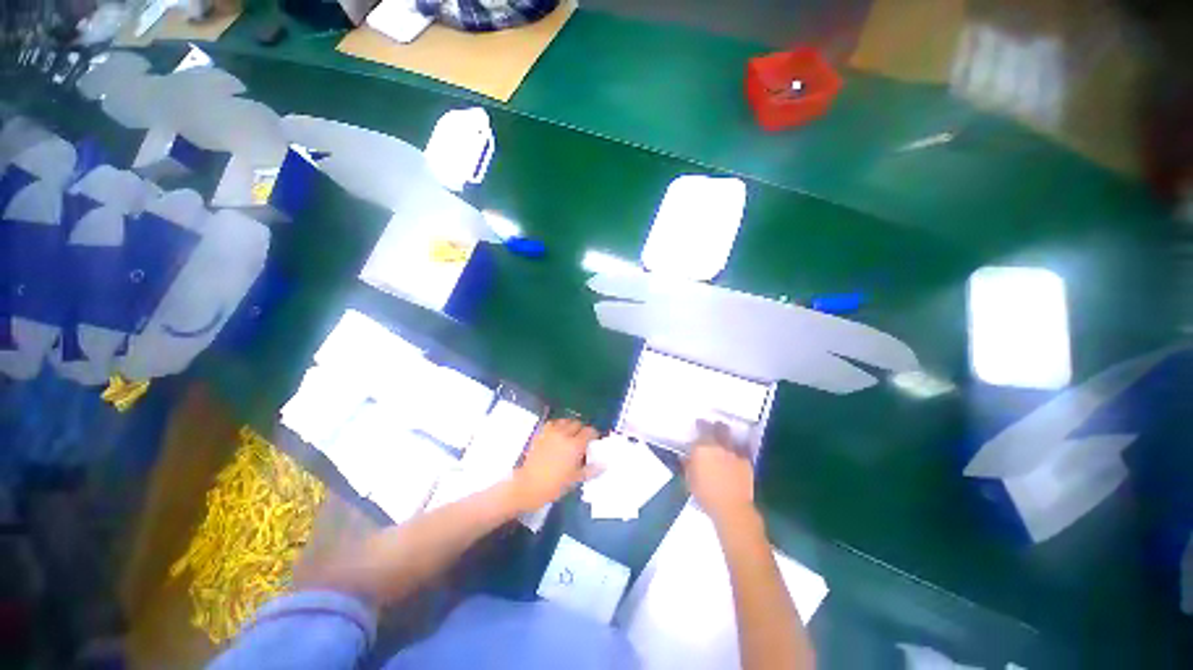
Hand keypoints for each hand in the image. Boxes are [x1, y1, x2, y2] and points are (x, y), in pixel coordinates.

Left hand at [510, 418, 598, 511]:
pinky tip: (557, 434)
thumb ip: (591, 470)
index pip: (589, 431)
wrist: (529, 485)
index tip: (594, 440)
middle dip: (582, 429)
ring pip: (565, 421)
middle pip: (578, 423)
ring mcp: (551, 432)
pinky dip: (558, 425)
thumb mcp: (575, 479)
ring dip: (570, 426)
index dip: (594, 434)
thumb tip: (603, 465)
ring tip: (570, 435)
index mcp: (575, 445)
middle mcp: (564, 434)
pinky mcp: (541, 433)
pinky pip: (553, 423)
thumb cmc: (555, 485)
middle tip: (583, 439)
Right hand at [684, 420, 755, 524]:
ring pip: (731, 438)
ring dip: (727, 438)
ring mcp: (734, 453)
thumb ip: (688, 465)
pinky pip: (741, 452)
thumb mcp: (689, 480)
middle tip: (714, 427)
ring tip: (724, 443)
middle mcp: (719, 446)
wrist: (731, 508)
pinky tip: (735, 459)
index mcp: (702, 448)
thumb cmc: (705, 495)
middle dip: (717, 426)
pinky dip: (737, 453)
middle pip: (720, 428)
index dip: (700, 424)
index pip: (702, 428)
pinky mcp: (747, 463)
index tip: (699, 423)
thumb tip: (686, 457)